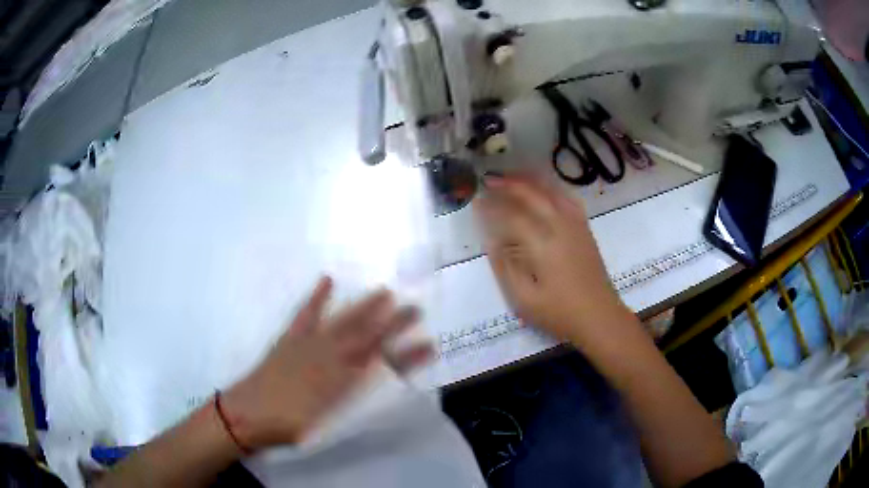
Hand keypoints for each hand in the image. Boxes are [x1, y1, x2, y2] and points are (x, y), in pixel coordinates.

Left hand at [222, 277, 432, 449]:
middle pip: (367, 338)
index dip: (408, 356)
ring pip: (342, 323)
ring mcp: (309, 345)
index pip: (382, 366)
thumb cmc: (291, 426)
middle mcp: (330, 359)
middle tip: (416, 308)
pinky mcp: (291, 338)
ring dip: (364, 308)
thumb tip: (376, 381)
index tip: (430, 345)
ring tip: (384, 292)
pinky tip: (327, 280)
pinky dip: (317, 297)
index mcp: (342, 382)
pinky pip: (306, 314)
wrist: (249, 415)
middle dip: (393, 324)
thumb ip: (354, 402)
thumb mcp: (328, 423)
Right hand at [474, 175, 630, 344]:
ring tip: (511, 176)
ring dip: (529, 181)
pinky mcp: (584, 229)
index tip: (476, 202)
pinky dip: (551, 188)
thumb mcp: (524, 299)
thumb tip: (491, 241)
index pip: (511, 215)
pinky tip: (543, 189)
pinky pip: (567, 198)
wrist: (600, 317)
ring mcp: (575, 225)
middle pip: (532, 194)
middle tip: (488, 180)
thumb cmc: (560, 313)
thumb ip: (505, 267)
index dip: (492, 207)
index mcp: (542, 244)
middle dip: (508, 184)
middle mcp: (560, 226)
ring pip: (550, 191)